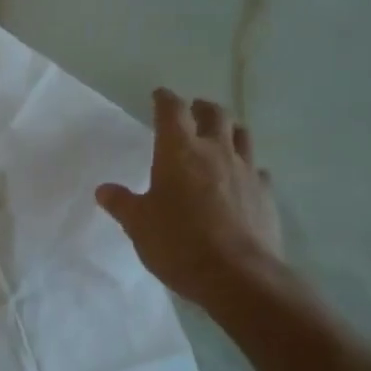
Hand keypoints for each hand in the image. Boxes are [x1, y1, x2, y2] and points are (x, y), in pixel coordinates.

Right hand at [96, 89, 283, 305]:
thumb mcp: (139, 225)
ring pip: (241, 135)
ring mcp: (246, 171)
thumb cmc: (179, 243)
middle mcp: (216, 152)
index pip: (172, 111)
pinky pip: (258, 170)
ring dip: (229, 130)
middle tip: (193, 110)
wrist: (238, 275)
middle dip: (201, 108)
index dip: (165, 99)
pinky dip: (248, 167)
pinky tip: (242, 179)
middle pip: (214, 114)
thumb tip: (104, 190)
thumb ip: (122, 204)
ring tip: (221, 135)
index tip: (159, 95)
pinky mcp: (266, 194)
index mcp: (179, 151)